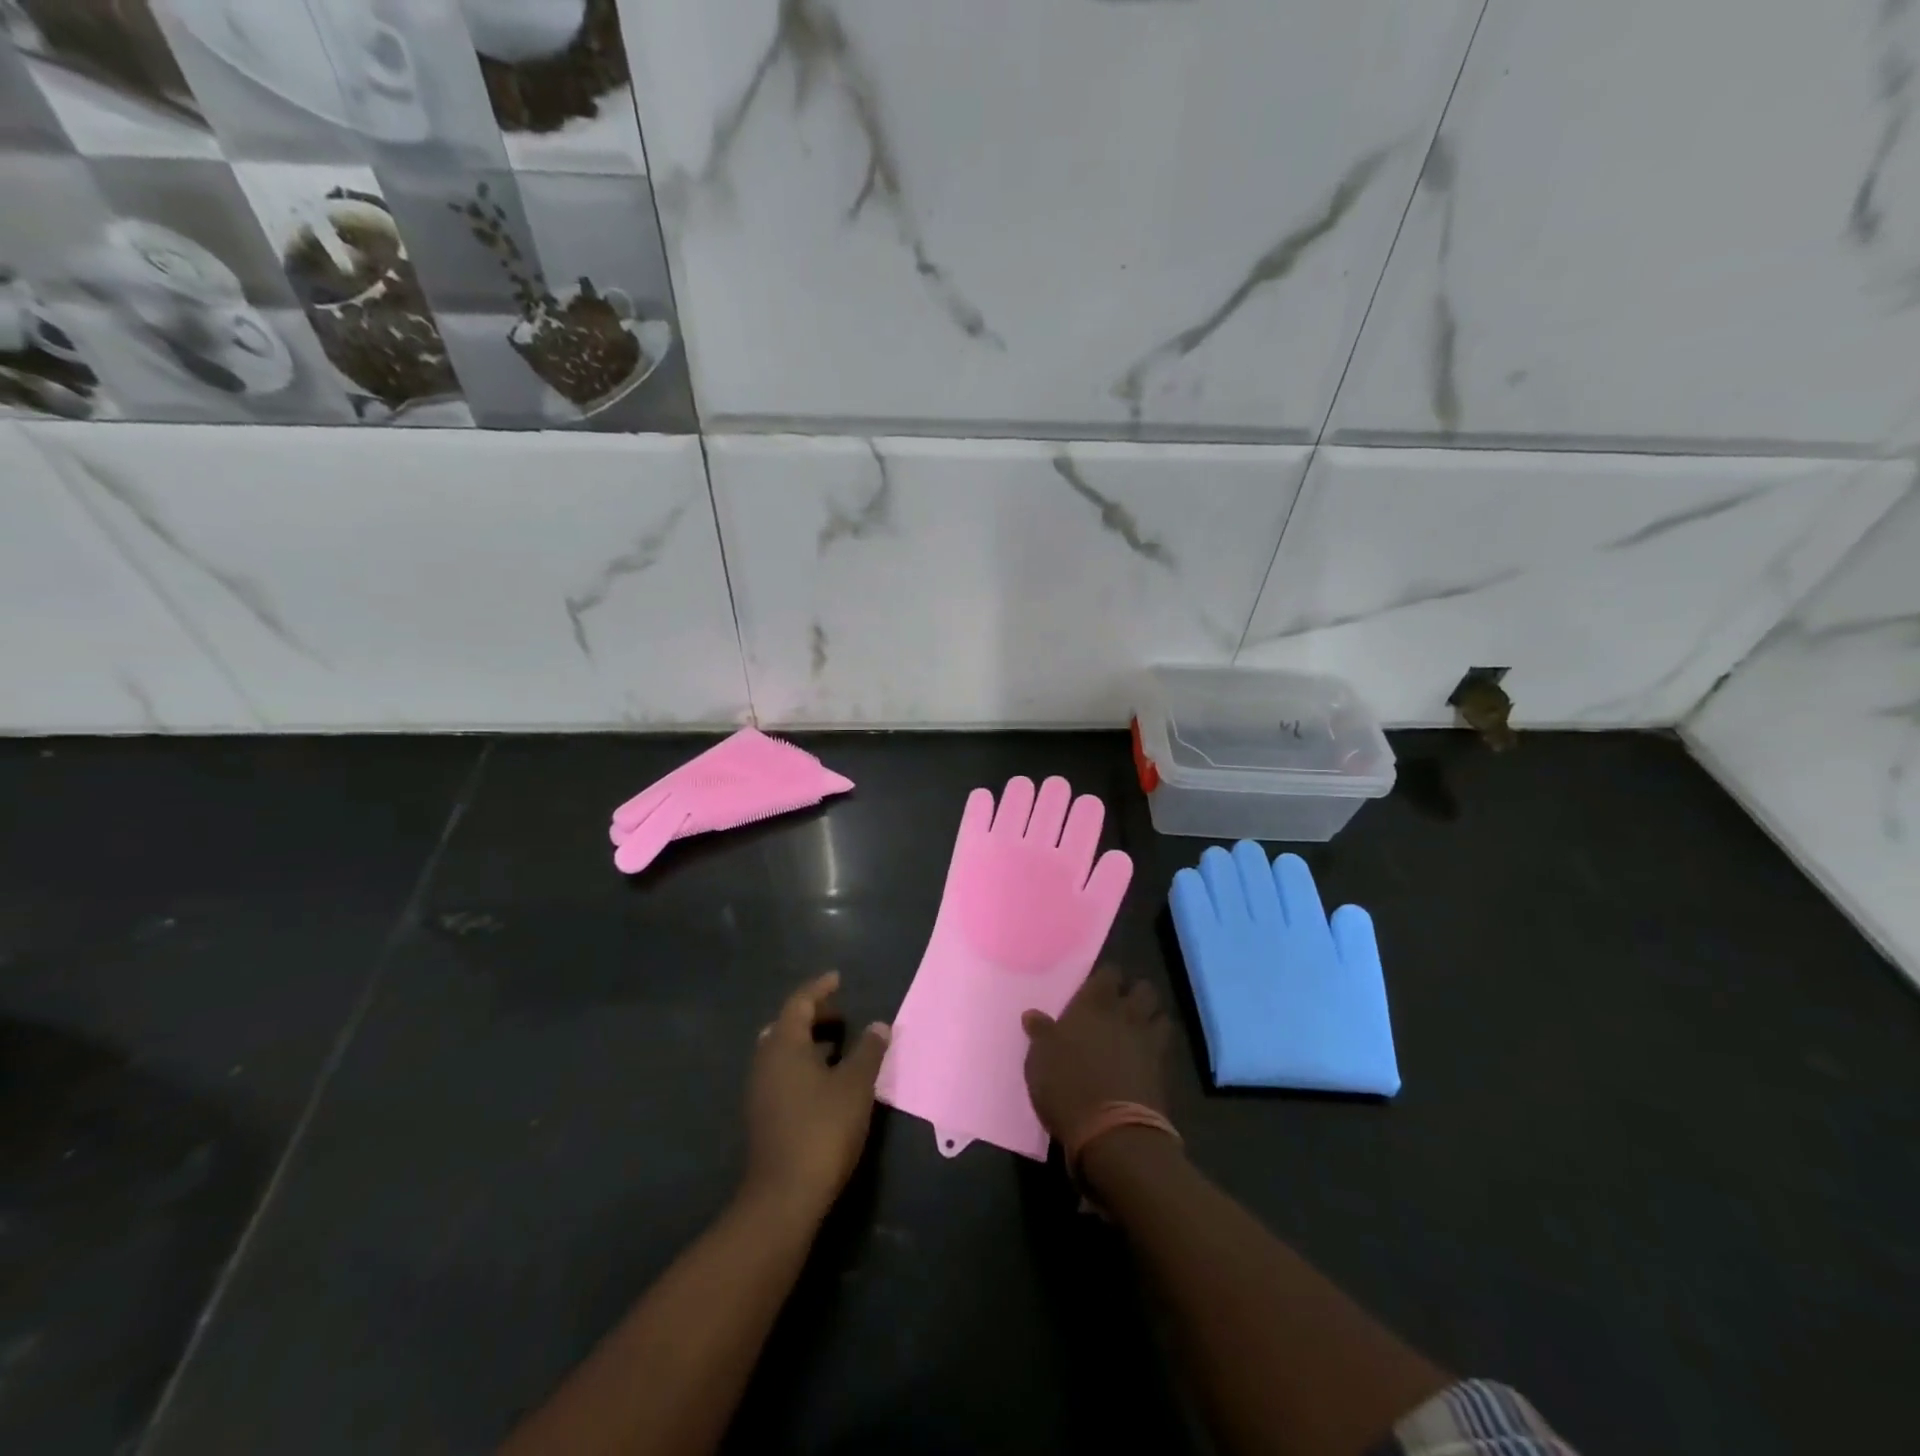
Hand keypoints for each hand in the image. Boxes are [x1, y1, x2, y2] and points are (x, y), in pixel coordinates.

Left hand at [744, 972, 889, 1222]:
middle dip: (814, 1017)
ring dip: (809, 1043)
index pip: (799, 1003)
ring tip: (839, 1047)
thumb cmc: (822, 1128)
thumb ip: (869, 1051)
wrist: (785, 1195)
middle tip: (842, 1016)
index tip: (838, 979)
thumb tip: (879, 1026)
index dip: (819, 989)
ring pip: (783, 1052)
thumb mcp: (856, 1085)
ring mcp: (760, 1090)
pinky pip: (782, 1074)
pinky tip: (826, 1082)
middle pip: (787, 1025)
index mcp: (783, 1045)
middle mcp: (765, 1061)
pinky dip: (803, 1065)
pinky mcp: (763, 1115)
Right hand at [1021, 964, 1171, 1144]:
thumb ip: (1041, 1033)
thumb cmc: (1067, 1085)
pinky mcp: (1163, 1070)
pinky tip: (1146, 1057)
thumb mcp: (1040, 1058)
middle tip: (1122, 1005)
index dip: (1106, 977)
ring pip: (1161, 1015)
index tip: (1098, 986)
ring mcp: (1147, 1042)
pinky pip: (1165, 1047)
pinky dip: (1158, 1048)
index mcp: (1093, 1004)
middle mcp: (1124, 1014)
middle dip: (1136, 993)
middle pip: (1143, 989)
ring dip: (1153, 1018)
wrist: (1111, 1131)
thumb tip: (1032, 1014)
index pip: (1108, 974)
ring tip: (1140, 1029)